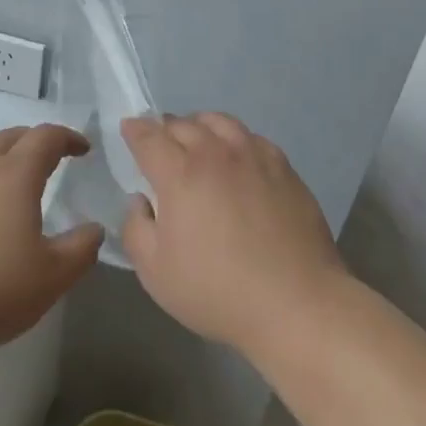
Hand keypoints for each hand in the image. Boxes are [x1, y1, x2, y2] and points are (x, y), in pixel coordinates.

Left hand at [0, 124, 103, 363]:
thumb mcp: (50, 279)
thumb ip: (80, 250)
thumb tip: (94, 229)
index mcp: (14, 174)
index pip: (46, 138)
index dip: (68, 138)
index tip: (82, 149)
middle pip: (9, 137)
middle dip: (34, 142)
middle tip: (49, 159)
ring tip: (6, 181)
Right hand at [121, 113, 347, 356]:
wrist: (296, 303)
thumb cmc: (218, 291)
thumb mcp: (156, 273)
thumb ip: (136, 228)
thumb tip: (141, 200)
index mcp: (180, 174)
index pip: (149, 137)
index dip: (134, 130)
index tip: (128, 128)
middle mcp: (215, 153)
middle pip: (183, 123)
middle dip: (164, 128)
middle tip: (160, 144)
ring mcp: (254, 155)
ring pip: (219, 121)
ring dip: (199, 126)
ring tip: (197, 141)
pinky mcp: (283, 166)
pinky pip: (251, 137)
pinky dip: (233, 139)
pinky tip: (236, 158)